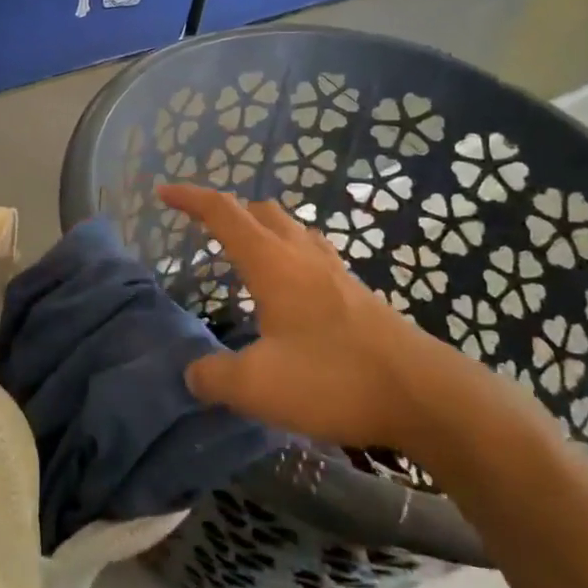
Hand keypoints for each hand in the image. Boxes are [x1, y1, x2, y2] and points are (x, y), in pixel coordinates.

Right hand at [159, 182, 462, 455]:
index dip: (191, 199)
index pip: (223, 213)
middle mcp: (302, 255)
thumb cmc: (333, 378)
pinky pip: (313, 254)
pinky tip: (292, 290)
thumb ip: (214, 377)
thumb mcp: (257, 386)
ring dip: (263, 229)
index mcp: (272, 262)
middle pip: (261, 211)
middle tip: (205, 228)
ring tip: (247, 253)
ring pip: (292, 229)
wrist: (423, 394)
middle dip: (228, 210)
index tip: (164, 192)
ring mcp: (335, 271)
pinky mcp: (358, 294)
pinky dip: (289, 255)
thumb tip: (193, 374)